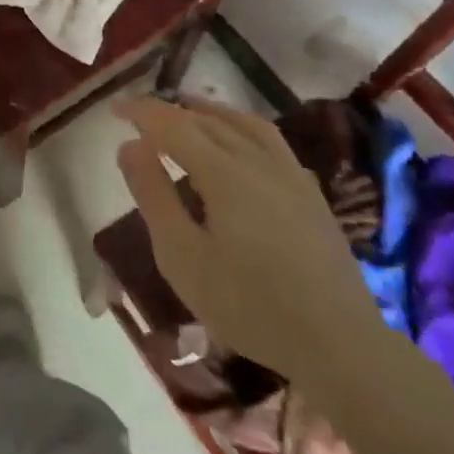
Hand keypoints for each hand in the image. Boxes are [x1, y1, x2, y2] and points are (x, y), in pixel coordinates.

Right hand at [115, 96, 382, 383]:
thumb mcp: (181, 255)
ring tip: (186, 111)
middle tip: (140, 117)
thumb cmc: (248, 304)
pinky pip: (270, 141)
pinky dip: (242, 128)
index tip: (114, 108)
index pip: (173, 124)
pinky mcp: (311, 194)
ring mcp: (291, 175)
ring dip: (209, 112)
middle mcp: (259, 161)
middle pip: (208, 120)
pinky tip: (239, 144)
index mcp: (224, 173)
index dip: (142, 112)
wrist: (339, 344)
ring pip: (244, 125)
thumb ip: (153, 195)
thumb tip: (129, 146)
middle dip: (170, 111)